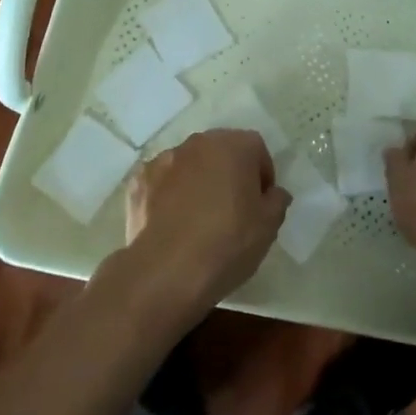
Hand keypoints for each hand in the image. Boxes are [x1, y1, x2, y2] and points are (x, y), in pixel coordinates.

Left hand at [124, 129, 289, 321]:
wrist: (165, 272)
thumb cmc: (227, 243)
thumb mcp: (269, 227)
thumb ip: (277, 201)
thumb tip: (273, 193)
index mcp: (234, 145)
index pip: (256, 149)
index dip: (262, 175)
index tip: (261, 204)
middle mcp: (198, 142)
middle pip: (221, 151)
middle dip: (229, 173)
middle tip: (233, 209)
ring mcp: (164, 159)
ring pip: (190, 164)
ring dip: (198, 181)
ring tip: (199, 218)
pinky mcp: (139, 181)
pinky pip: (162, 182)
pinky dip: (168, 194)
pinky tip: (171, 223)